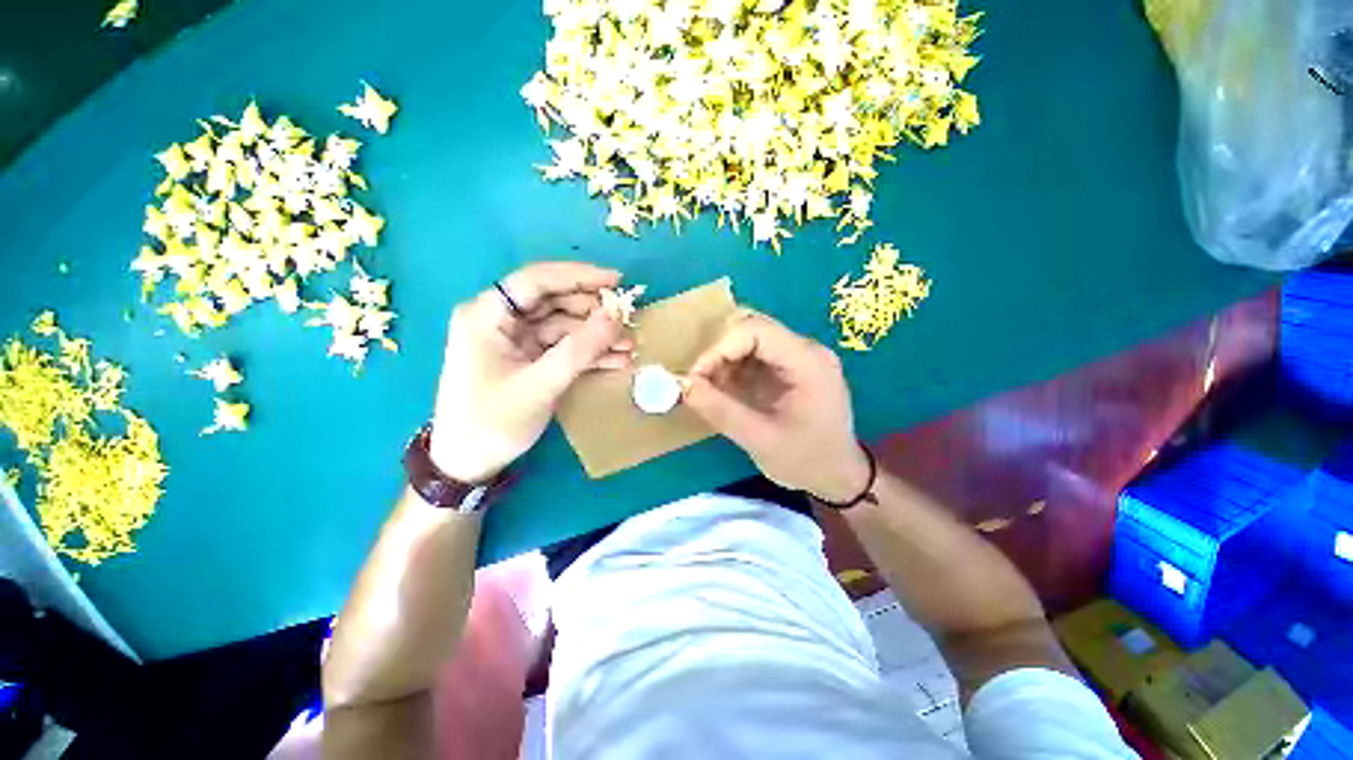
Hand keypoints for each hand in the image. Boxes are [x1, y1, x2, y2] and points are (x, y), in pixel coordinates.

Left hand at [429, 262, 632, 482]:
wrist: (469, 464)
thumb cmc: (493, 421)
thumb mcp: (540, 384)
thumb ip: (580, 349)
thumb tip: (617, 315)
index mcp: (486, 314)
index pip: (536, 280)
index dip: (579, 277)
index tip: (617, 282)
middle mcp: (500, 320)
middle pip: (554, 302)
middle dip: (594, 313)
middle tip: (629, 322)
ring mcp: (516, 340)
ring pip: (564, 326)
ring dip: (597, 336)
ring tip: (630, 346)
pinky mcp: (529, 358)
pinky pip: (564, 347)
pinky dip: (589, 353)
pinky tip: (616, 360)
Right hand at [683, 311, 869, 502]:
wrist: (838, 475)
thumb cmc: (806, 461)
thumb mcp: (760, 440)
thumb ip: (721, 411)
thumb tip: (683, 386)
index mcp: (807, 362)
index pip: (756, 330)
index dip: (719, 347)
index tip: (695, 377)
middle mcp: (805, 349)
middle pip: (752, 327)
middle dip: (718, 351)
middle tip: (700, 382)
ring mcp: (798, 356)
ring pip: (749, 338)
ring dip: (723, 359)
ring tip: (710, 390)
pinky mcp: (789, 366)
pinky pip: (753, 354)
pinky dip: (731, 368)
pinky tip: (725, 391)